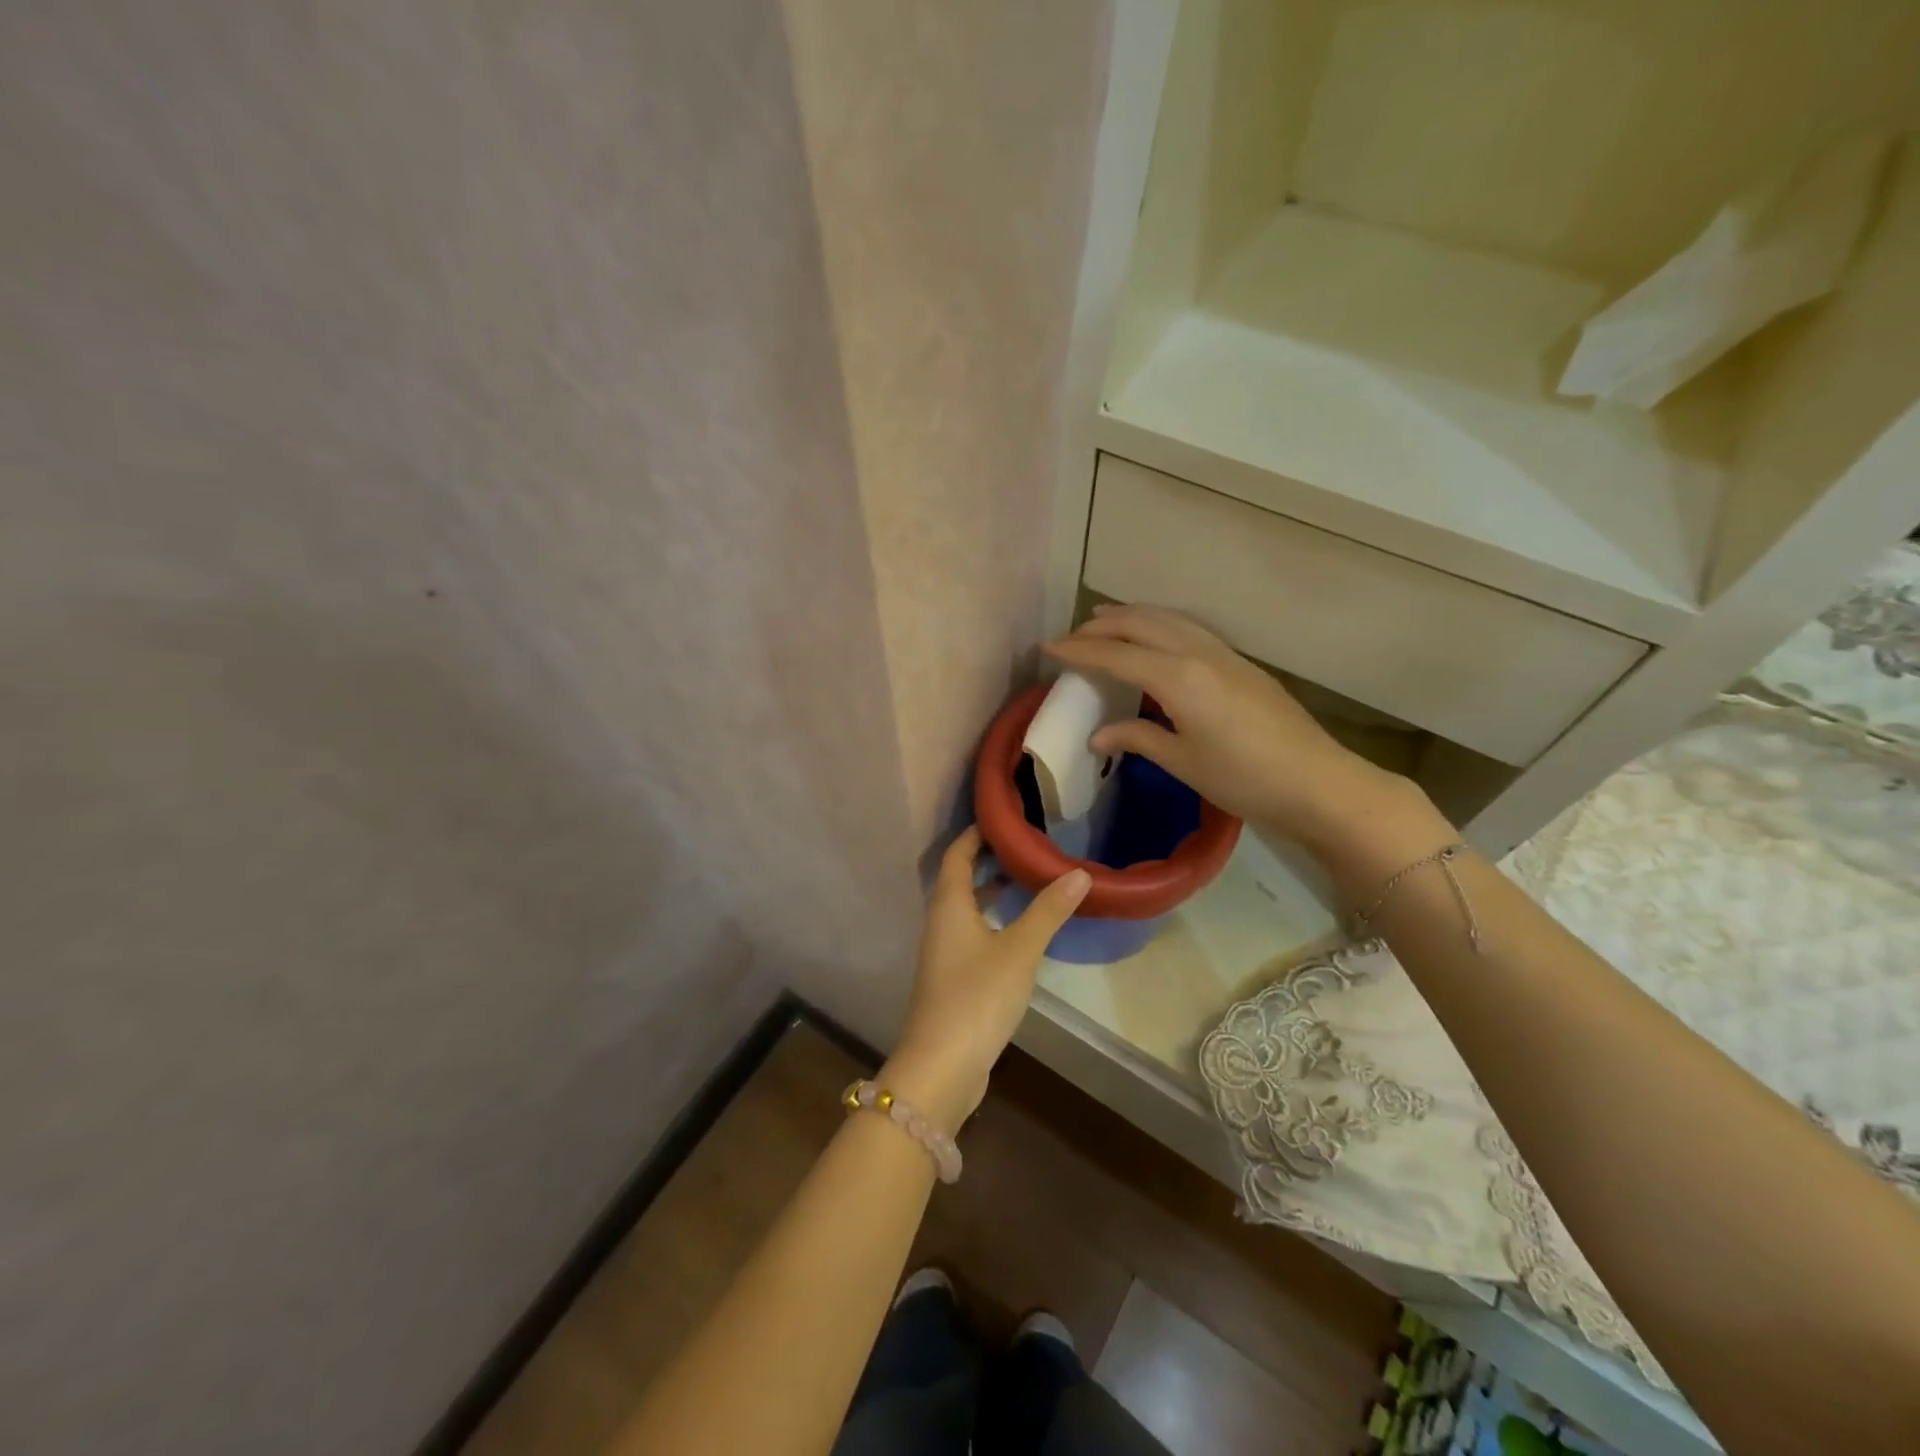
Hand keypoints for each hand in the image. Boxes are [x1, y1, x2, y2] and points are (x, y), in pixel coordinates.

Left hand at [883, 827, 1090, 1130]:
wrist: (942, 1066)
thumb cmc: (977, 996)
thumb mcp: (1019, 950)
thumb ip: (1048, 910)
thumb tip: (1079, 872)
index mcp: (948, 905)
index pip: (957, 854)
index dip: (976, 834)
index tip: (1004, 818)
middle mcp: (940, 923)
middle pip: (960, 879)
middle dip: (988, 861)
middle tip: (1026, 847)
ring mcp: (944, 954)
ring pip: (966, 909)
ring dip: (991, 893)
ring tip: (1028, 882)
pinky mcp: (953, 980)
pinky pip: (972, 935)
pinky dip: (993, 922)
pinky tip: (1019, 934)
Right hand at [1044, 603, 1409, 849]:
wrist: (1319, 782)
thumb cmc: (1244, 779)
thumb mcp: (1184, 762)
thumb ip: (1139, 738)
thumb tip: (1099, 735)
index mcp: (1179, 678)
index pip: (1117, 655)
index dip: (1078, 650)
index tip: (1047, 647)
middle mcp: (1200, 653)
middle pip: (1142, 623)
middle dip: (1103, 625)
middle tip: (1073, 635)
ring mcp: (1225, 655)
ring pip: (1170, 619)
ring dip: (1133, 616)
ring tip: (1106, 622)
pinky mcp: (1242, 664)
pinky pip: (1189, 629)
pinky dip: (1160, 625)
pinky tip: (1155, 641)